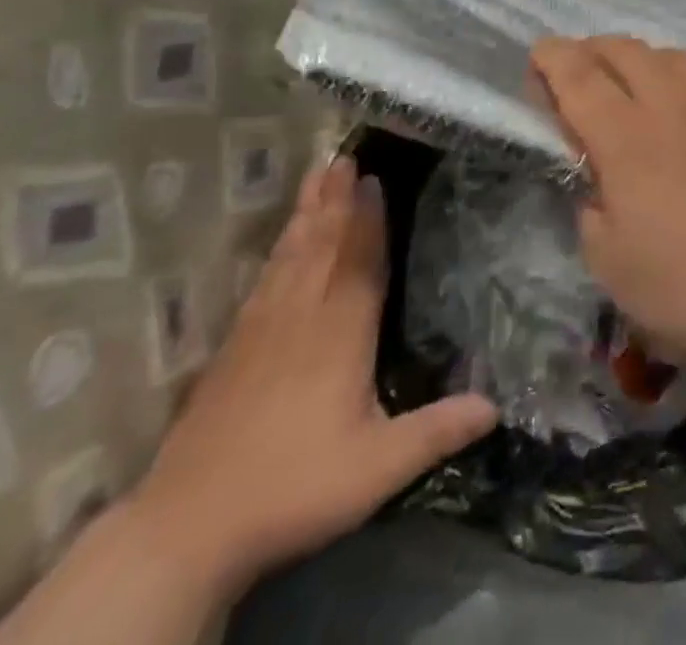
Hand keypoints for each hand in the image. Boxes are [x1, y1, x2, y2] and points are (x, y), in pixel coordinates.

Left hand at [123, 150, 498, 602]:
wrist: (189, 527)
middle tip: (344, 157)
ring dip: (308, 212)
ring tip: (317, 176)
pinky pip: (265, 278)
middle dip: (336, 199)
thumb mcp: (378, 469)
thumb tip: (496, 405)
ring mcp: (262, 328)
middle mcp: (302, 316)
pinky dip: (279, 249)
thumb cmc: (293, 489)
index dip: (368, 219)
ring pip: (292, 255)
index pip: (360, 262)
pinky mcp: (234, 347)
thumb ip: (437, 430)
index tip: (372, 178)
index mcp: (340, 334)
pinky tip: (282, 242)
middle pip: (323, 245)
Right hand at [531, 37, 685, 382]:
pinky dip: (671, 74)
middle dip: (588, 49)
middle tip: (574, 75)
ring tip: (624, 83)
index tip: (537, 58)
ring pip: (664, 53)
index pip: (577, 74)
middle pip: (621, 49)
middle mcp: (668, 104)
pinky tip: (674, 102)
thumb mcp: (609, 263)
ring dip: (633, 57)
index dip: (551, 58)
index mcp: (625, 136)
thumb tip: (595, 178)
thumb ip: (589, 207)